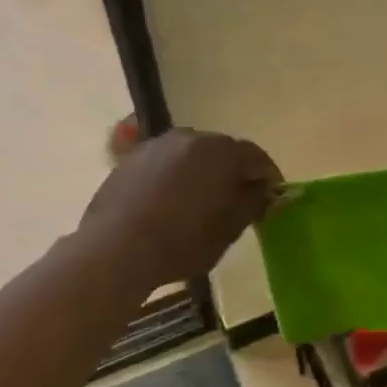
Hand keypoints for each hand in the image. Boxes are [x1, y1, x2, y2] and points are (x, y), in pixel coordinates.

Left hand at [80, 128, 282, 286]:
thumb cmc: (181, 241)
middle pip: (222, 150)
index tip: (271, 197)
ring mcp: (156, 145)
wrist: (115, 249)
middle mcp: (189, 137)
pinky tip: (172, 202)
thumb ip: (253, 203)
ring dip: (203, 172)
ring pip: (192, 154)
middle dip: (234, 172)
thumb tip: (266, 191)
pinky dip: (176, 176)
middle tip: (239, 200)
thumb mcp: (228, 229)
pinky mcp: (130, 159)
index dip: (267, 176)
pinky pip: (166, 163)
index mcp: (219, 151)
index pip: (255, 156)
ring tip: (204, 201)